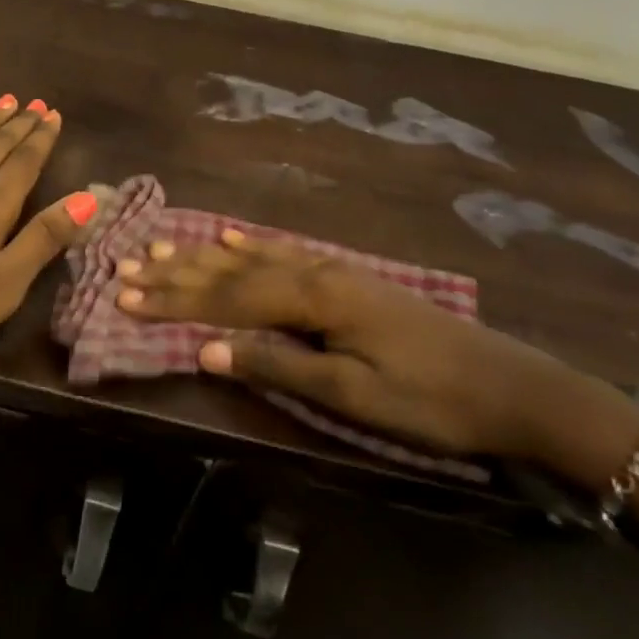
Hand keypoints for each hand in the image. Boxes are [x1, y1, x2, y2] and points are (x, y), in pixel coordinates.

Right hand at [117, 229, 638, 478]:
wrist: (512, 386)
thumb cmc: (430, 399)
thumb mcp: (353, 394)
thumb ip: (277, 364)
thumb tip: (206, 349)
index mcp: (312, 299)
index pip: (227, 297)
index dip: (174, 299)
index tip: (126, 297)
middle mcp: (314, 272)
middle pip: (231, 271)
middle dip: (176, 273)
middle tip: (126, 267)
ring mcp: (331, 270)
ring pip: (251, 258)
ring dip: (202, 256)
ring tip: (160, 247)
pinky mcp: (346, 278)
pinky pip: (282, 252)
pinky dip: (248, 246)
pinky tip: (231, 239)